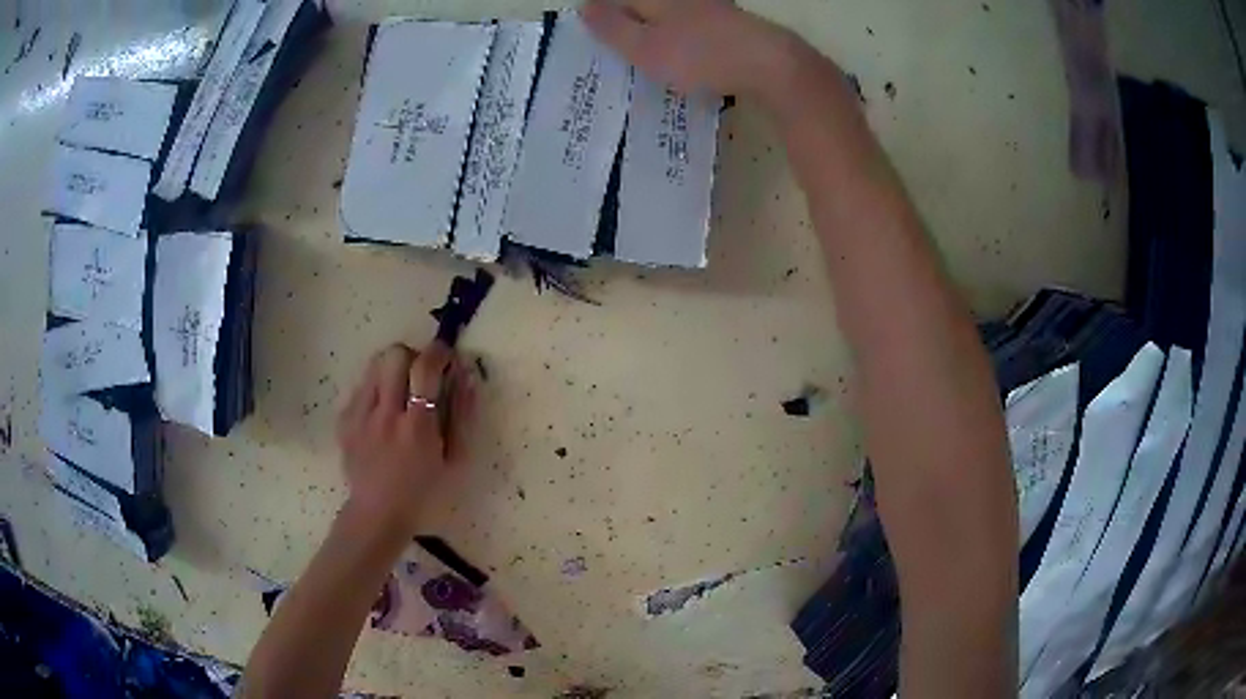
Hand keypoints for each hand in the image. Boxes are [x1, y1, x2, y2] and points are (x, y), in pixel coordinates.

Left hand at [336, 341, 476, 535]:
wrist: (378, 516)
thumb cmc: (424, 495)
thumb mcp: (456, 464)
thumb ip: (464, 418)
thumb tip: (467, 378)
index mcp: (417, 428)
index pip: (425, 368)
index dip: (439, 352)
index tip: (447, 356)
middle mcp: (385, 415)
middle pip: (395, 355)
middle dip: (413, 356)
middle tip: (422, 377)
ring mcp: (359, 416)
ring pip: (374, 364)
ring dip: (393, 369)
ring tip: (401, 392)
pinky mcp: (344, 420)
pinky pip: (361, 386)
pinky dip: (376, 389)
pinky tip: (383, 413)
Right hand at [582, 0, 805, 100]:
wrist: (768, 63)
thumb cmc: (699, 56)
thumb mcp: (645, 48)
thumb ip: (613, 28)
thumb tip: (583, 7)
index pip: (618, 0)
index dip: (601, 14)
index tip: (592, 35)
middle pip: (646, 5)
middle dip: (628, 23)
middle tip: (616, 50)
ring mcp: (710, 7)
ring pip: (672, 15)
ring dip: (655, 32)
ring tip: (646, 56)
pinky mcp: (732, 23)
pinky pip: (695, 26)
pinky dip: (682, 38)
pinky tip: (684, 55)